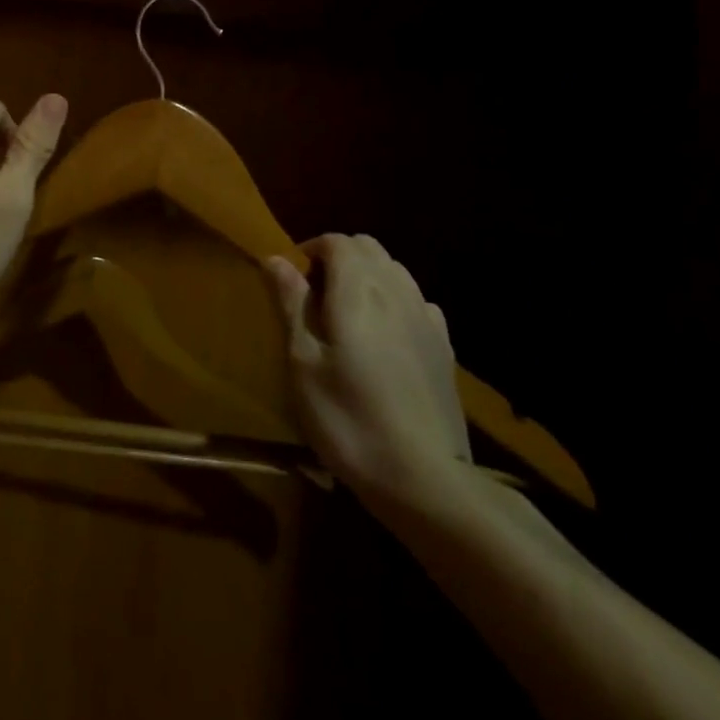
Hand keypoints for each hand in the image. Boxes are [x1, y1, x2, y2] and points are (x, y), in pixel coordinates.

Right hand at [266, 234, 471, 507]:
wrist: (423, 478)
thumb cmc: (347, 417)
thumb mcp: (303, 361)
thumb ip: (291, 303)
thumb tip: (275, 258)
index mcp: (357, 290)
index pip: (336, 241)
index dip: (310, 250)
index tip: (291, 279)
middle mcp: (396, 291)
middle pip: (368, 247)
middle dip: (338, 257)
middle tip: (313, 294)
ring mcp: (426, 318)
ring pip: (395, 270)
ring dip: (367, 276)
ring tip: (346, 314)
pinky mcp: (444, 347)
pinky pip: (417, 301)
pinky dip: (395, 301)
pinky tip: (385, 335)